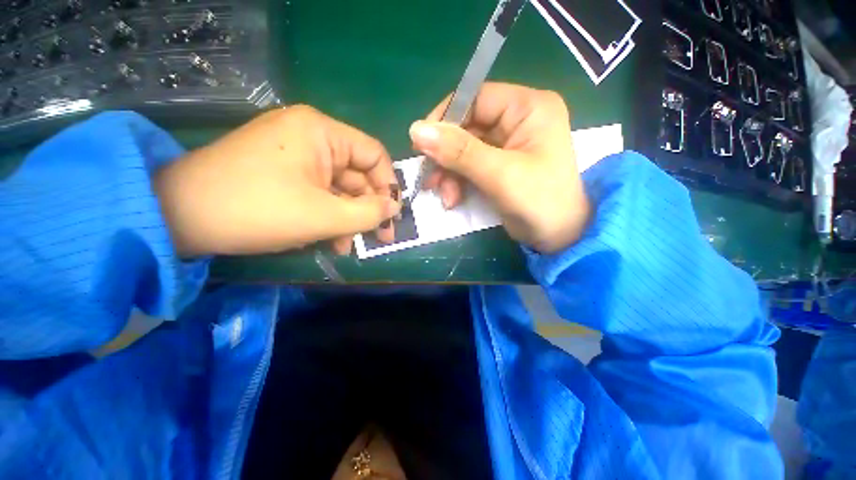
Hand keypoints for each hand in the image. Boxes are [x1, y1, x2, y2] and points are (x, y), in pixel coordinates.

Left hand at [155, 106, 401, 256]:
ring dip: (347, 218)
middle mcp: (311, 136)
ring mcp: (295, 154)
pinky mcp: (283, 172)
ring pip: (338, 188)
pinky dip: (328, 215)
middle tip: (377, 238)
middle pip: (356, 174)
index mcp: (321, 132)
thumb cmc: (257, 210)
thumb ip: (368, 213)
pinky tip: (328, 239)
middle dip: (367, 208)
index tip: (392, 215)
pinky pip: (318, 192)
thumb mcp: (323, 216)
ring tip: (346, 246)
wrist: (178, 217)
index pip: (374, 155)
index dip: (388, 185)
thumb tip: (395, 208)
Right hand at [409, 83, 590, 252]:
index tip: (422, 145)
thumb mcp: (499, 175)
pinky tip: (452, 199)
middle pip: (466, 127)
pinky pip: (467, 165)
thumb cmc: (540, 202)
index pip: (476, 98)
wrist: (559, 237)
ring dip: (448, 173)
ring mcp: (506, 144)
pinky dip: (456, 181)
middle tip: (430, 179)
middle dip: (445, 156)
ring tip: (445, 196)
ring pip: (462, 149)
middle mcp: (517, 119)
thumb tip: (416, 130)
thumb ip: (459, 152)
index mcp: (528, 108)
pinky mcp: (498, 165)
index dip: (445, 119)